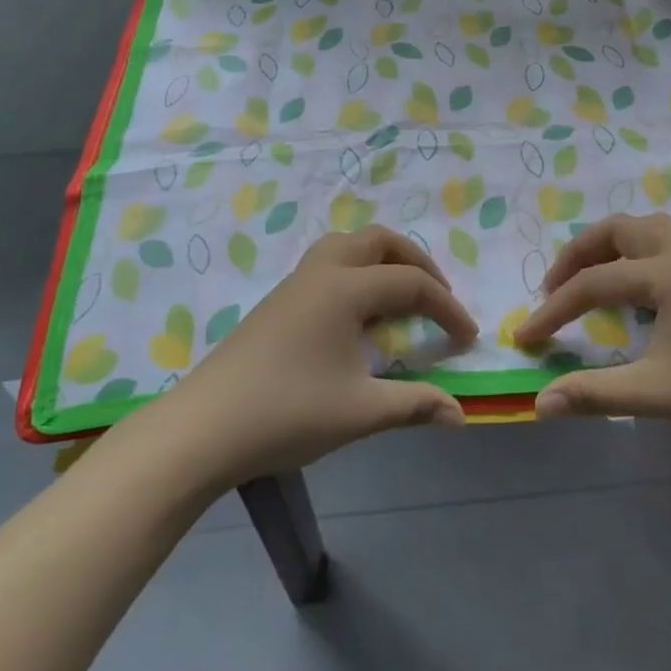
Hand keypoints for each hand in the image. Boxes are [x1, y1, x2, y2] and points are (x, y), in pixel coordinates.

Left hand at [138, 227, 477, 486]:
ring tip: (400, 295)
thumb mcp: (360, 412)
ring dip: (383, 260)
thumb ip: (415, 405)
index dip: (447, 309)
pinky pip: (328, 264)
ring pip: (348, 246)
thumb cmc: (287, 413)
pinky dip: (357, 272)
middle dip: (417, 262)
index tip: (468, 338)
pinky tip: (357, 314)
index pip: (412, 285)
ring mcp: (295, 283)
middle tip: (438, 297)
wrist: (203, 429)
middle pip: (380, 241)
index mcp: (346, 289)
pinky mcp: (277, 300)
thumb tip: (460, 415)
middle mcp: (322, 272)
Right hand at [515, 213, 670, 450]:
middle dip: (580, 253)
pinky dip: (640, 255)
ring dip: (614, 245)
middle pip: (620, 230)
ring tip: (593, 276)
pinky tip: (639, 292)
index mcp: (666, 275)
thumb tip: (539, 404)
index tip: (525, 338)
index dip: (553, 310)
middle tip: (555, 285)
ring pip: (650, 230)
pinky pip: (669, 248)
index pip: (593, 284)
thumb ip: (593, 395)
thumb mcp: (655, 394)